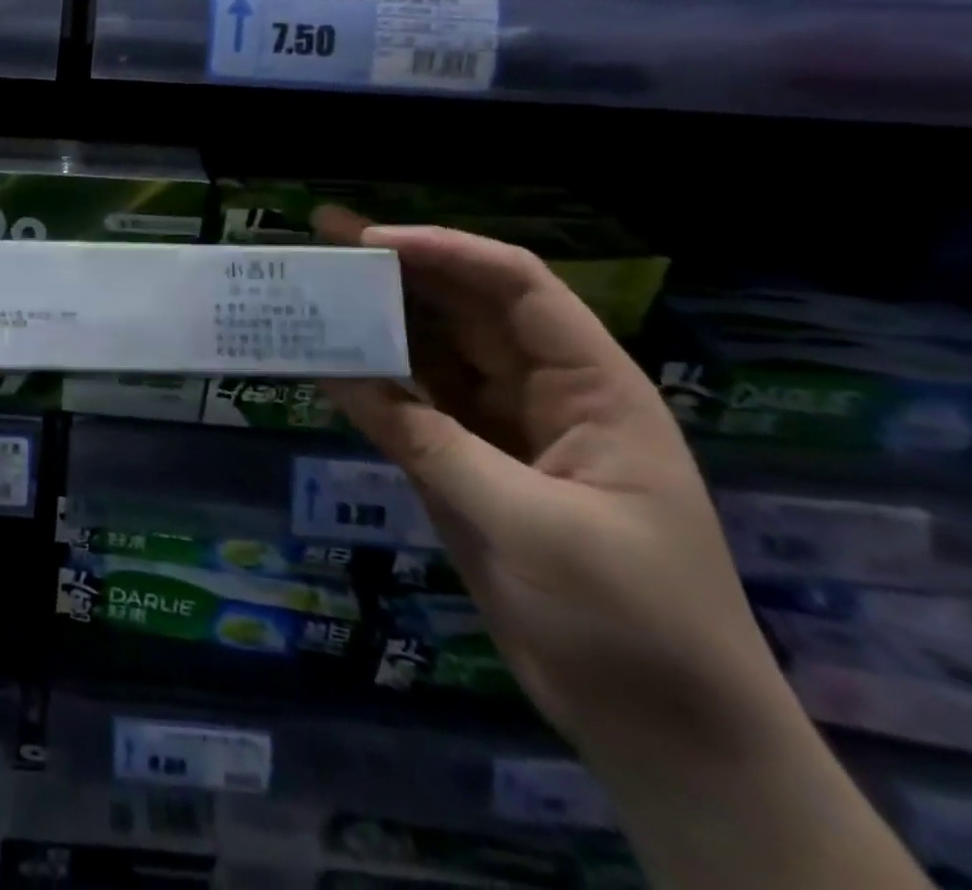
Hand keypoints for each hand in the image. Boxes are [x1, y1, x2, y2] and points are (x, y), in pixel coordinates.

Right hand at [312, 208, 783, 764]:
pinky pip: (407, 408)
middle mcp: (540, 392)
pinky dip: (366, 383)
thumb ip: (429, 442)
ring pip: (429, 353)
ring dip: (374, 319)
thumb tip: (339, 372)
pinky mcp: (462, 466)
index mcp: (590, 386)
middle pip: (462, 308)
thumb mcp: (531, 525)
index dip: (444, 251)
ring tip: (310, 286)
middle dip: (396, 268)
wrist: (661, 734)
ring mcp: (497, 430)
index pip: (515, 287)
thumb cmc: (629, 619)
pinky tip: (321, 362)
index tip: (370, 241)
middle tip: (321, 237)